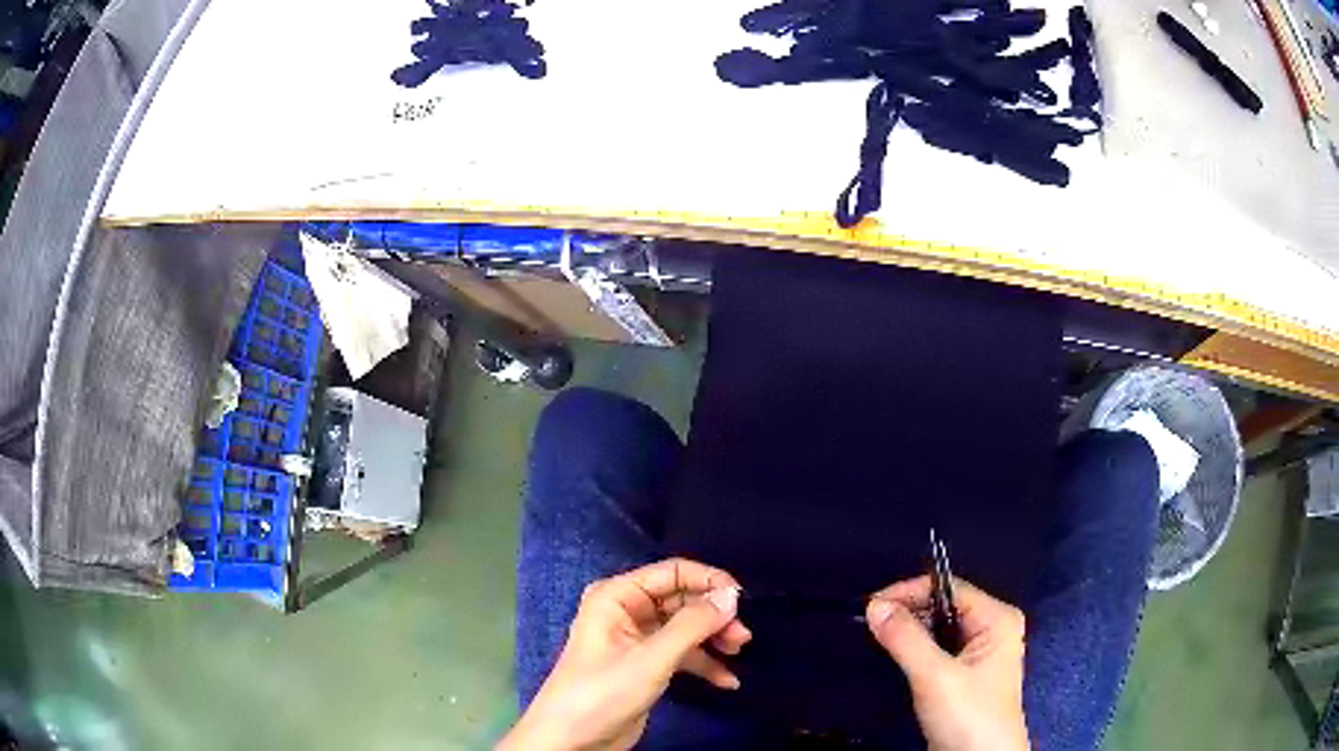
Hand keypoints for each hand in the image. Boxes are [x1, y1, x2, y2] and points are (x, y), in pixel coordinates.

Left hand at [500, 558, 751, 750]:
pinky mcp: (646, 665)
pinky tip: (727, 681)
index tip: (742, 600)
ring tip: (738, 653)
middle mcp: (627, 610)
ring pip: (686, 628)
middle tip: (742, 637)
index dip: (709, 581)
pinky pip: (682, 654)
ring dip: (713, 639)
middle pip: (683, 600)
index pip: (672, 572)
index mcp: (617, 596)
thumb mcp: (651, 658)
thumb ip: (693, 625)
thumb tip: (732, 595)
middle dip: (714, 616)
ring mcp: (637, 639)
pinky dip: (704, 664)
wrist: (573, 740)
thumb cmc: (604, 691)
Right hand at [866, 576, 1028, 750]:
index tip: (871, 606)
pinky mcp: (965, 675)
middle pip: (944, 606)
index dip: (911, 592)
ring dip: (909, 632)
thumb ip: (905, 639)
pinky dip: (915, 649)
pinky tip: (895, 654)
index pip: (949, 588)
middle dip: (908, 612)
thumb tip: (873, 605)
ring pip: (938, 629)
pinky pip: (937, 649)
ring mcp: (979, 653)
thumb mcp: (935, 677)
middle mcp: (991, 628)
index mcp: (996, 619)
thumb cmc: (968, 715)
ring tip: (876, 636)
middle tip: (869, 623)